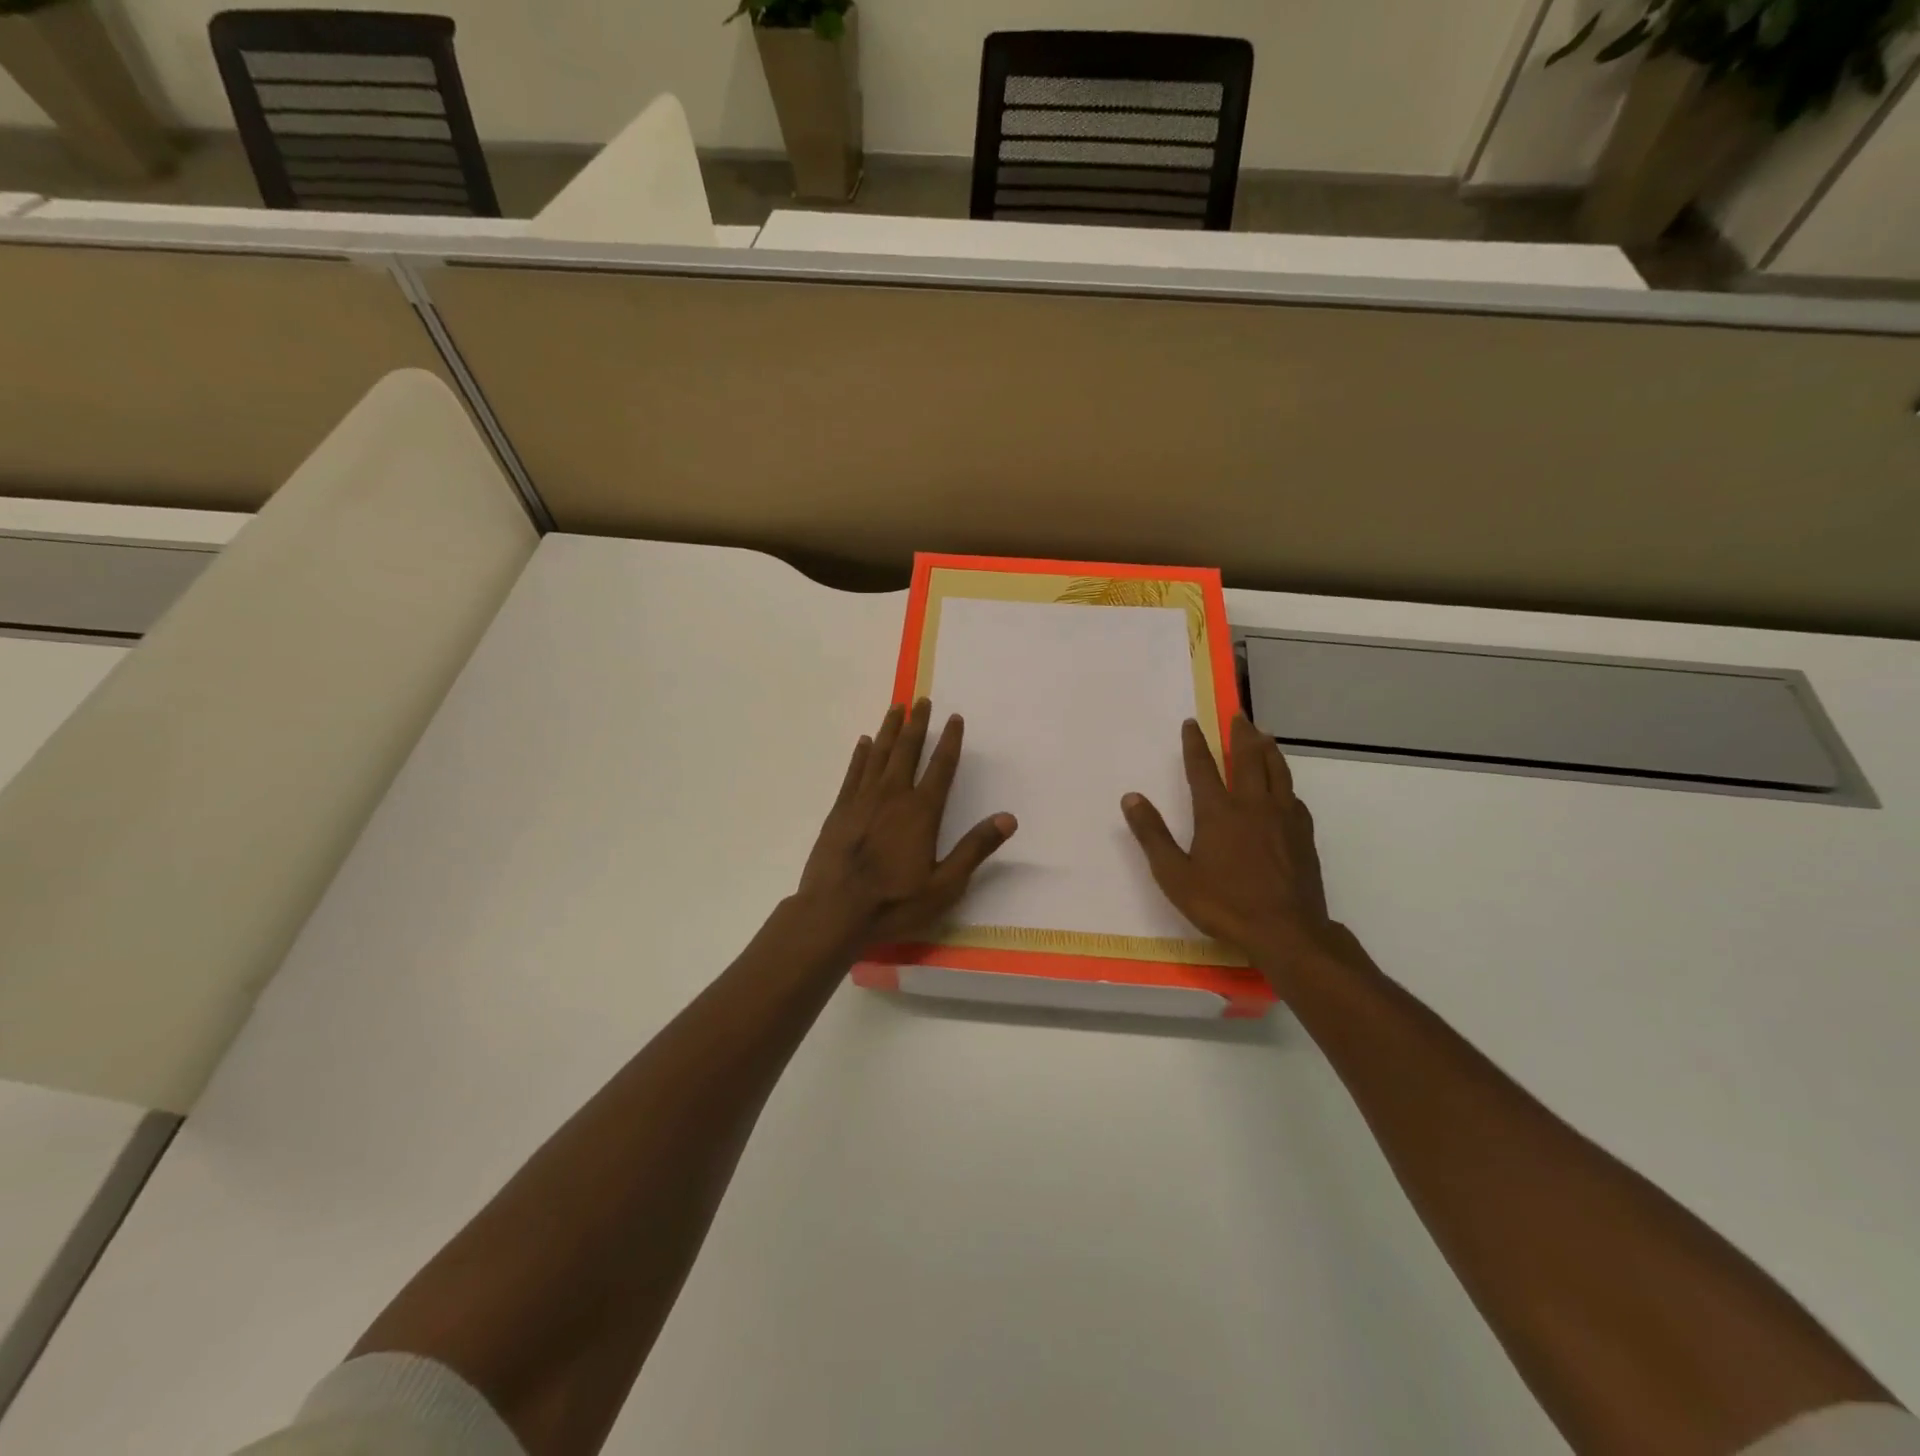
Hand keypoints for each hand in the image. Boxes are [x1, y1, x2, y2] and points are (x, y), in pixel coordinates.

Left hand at [799, 699, 1016, 944]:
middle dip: (917, 723)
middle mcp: (893, 796)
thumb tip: (1008, 818)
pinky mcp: (839, 809)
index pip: (941, 767)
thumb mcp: (944, 885)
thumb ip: (975, 849)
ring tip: (896, 707)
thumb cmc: (894, 903)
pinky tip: (865, 741)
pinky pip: (853, 771)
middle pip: (907, 750)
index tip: (955, 717)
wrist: (833, 912)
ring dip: (890, 729)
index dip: (950, 740)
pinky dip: (861, 754)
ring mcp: (862, 800)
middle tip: (921, 700)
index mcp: (922, 812)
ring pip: (879, 754)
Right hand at [1122, 715, 1336, 978]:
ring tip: (1263, 735)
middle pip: (1248, 759)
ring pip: (1277, 771)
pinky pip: (1294, 796)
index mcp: (1218, 812)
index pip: (1202, 767)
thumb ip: (1152, 834)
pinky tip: (1286, 788)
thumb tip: (1131, 797)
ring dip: (1268, 749)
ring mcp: (1283, 818)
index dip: (1195, 743)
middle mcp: (1252, 805)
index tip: (1192, 722)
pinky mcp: (1303, 834)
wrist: (1286, 931)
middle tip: (1238, 715)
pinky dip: (1285, 783)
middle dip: (1240, 734)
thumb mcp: (1175, 875)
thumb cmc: (1224, 904)